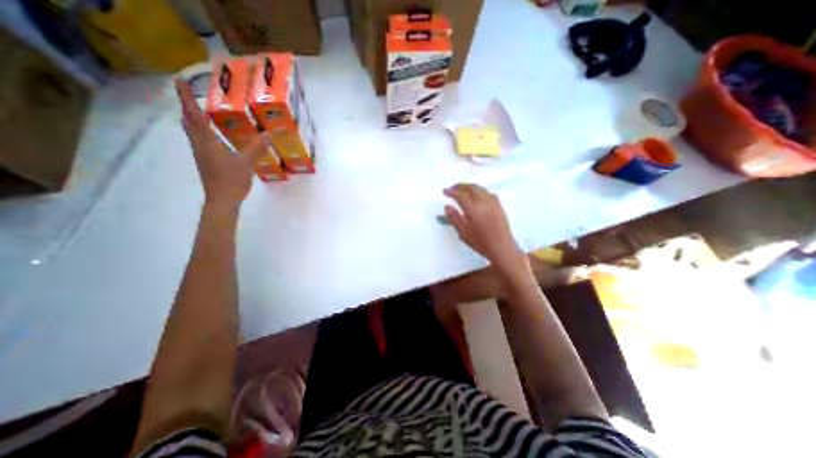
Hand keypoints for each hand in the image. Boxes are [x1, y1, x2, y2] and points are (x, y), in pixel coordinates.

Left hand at [176, 78, 263, 209]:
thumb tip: (269, 133)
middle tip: (194, 93)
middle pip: (188, 120)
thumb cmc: (231, 180)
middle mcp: (199, 144)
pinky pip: (200, 140)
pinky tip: (216, 134)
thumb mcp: (246, 163)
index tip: (179, 79)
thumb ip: (256, 147)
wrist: (221, 200)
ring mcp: (201, 153)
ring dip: (194, 118)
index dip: (186, 97)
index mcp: (207, 142)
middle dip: (188, 105)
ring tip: (205, 110)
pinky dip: (203, 130)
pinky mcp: (206, 160)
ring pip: (192, 130)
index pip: (194, 115)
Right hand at [446, 187, 528, 278]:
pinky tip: (477, 196)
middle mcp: (484, 203)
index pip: (460, 195)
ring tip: (463, 191)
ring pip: (480, 188)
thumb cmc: (481, 243)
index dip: (451, 192)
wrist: (502, 248)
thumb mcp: (464, 233)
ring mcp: (493, 203)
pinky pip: (487, 193)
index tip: (445, 191)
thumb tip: (447, 207)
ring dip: (470, 187)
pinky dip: (479, 191)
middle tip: (452, 189)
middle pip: (471, 188)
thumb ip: (454, 218)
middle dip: (460, 186)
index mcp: (474, 210)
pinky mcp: (499, 205)